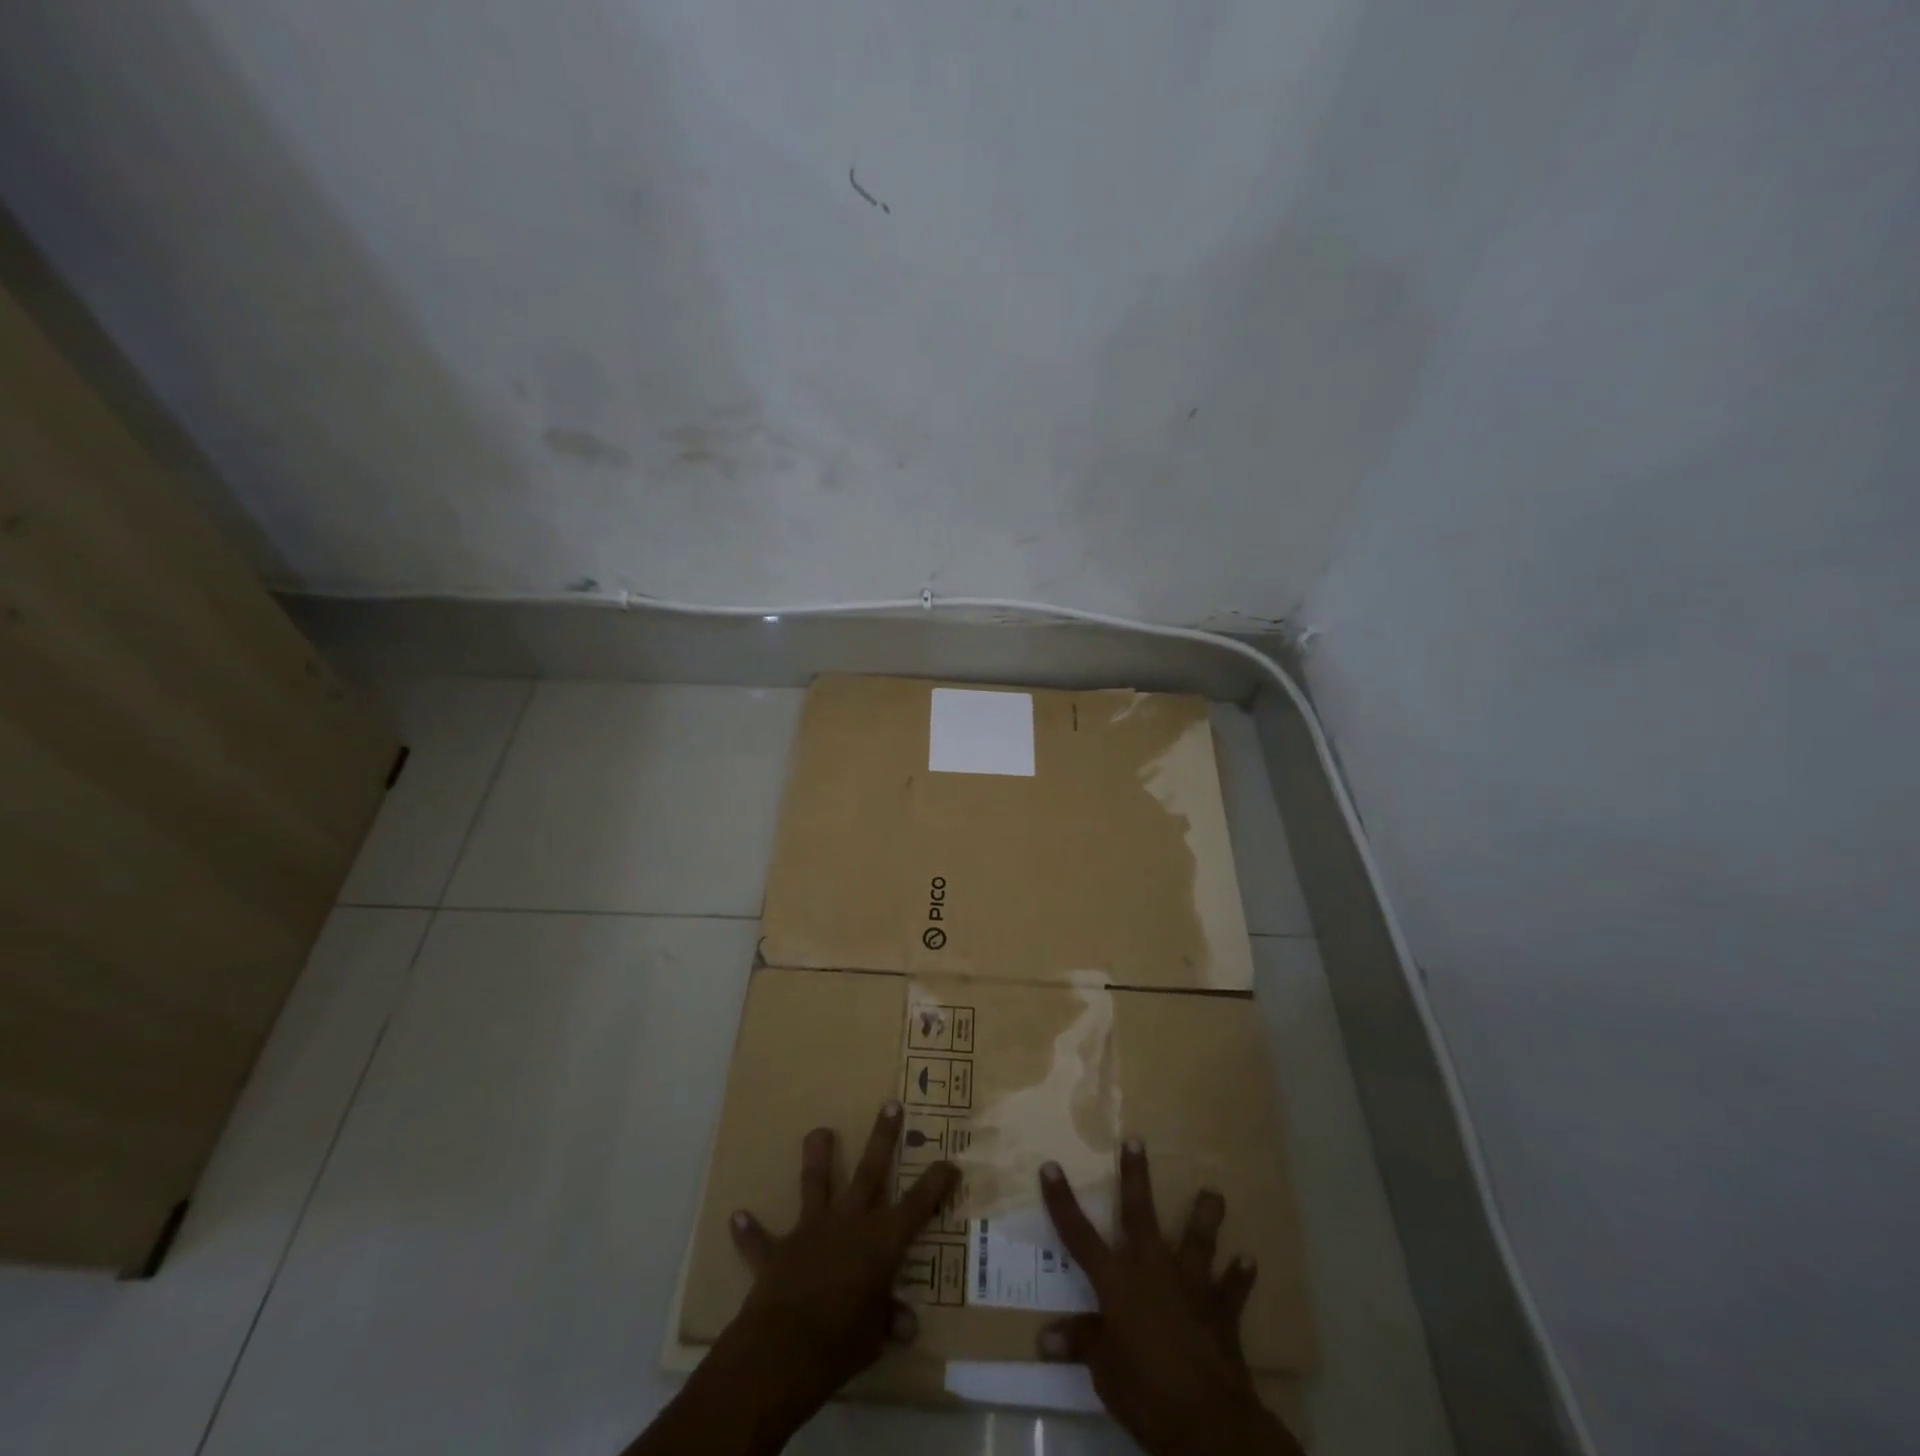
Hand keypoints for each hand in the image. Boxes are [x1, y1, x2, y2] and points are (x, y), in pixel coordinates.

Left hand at [712, 1102, 958, 1428]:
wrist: (784, 1349)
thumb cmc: (842, 1343)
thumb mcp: (875, 1337)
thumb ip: (890, 1322)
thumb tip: (907, 1326)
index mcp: (882, 1241)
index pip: (919, 1204)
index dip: (937, 1182)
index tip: (950, 1162)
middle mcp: (850, 1222)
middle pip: (870, 1170)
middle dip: (883, 1136)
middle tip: (890, 1103)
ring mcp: (812, 1230)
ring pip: (816, 1181)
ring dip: (816, 1156)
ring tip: (818, 1131)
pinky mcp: (778, 1250)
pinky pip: (760, 1239)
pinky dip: (749, 1230)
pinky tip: (736, 1217)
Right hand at [1037, 1139, 1302, 1455]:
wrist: (1207, 1420)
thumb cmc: (1144, 1391)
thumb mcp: (1103, 1371)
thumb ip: (1080, 1343)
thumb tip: (1045, 1337)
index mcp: (1116, 1281)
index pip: (1079, 1234)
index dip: (1062, 1200)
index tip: (1050, 1165)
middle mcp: (1152, 1268)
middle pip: (1140, 1213)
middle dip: (1136, 1175)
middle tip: (1137, 1139)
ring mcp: (1190, 1284)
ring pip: (1198, 1238)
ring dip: (1205, 1215)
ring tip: (1214, 1192)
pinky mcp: (1221, 1309)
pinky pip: (1232, 1288)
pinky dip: (1239, 1275)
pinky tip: (1248, 1261)